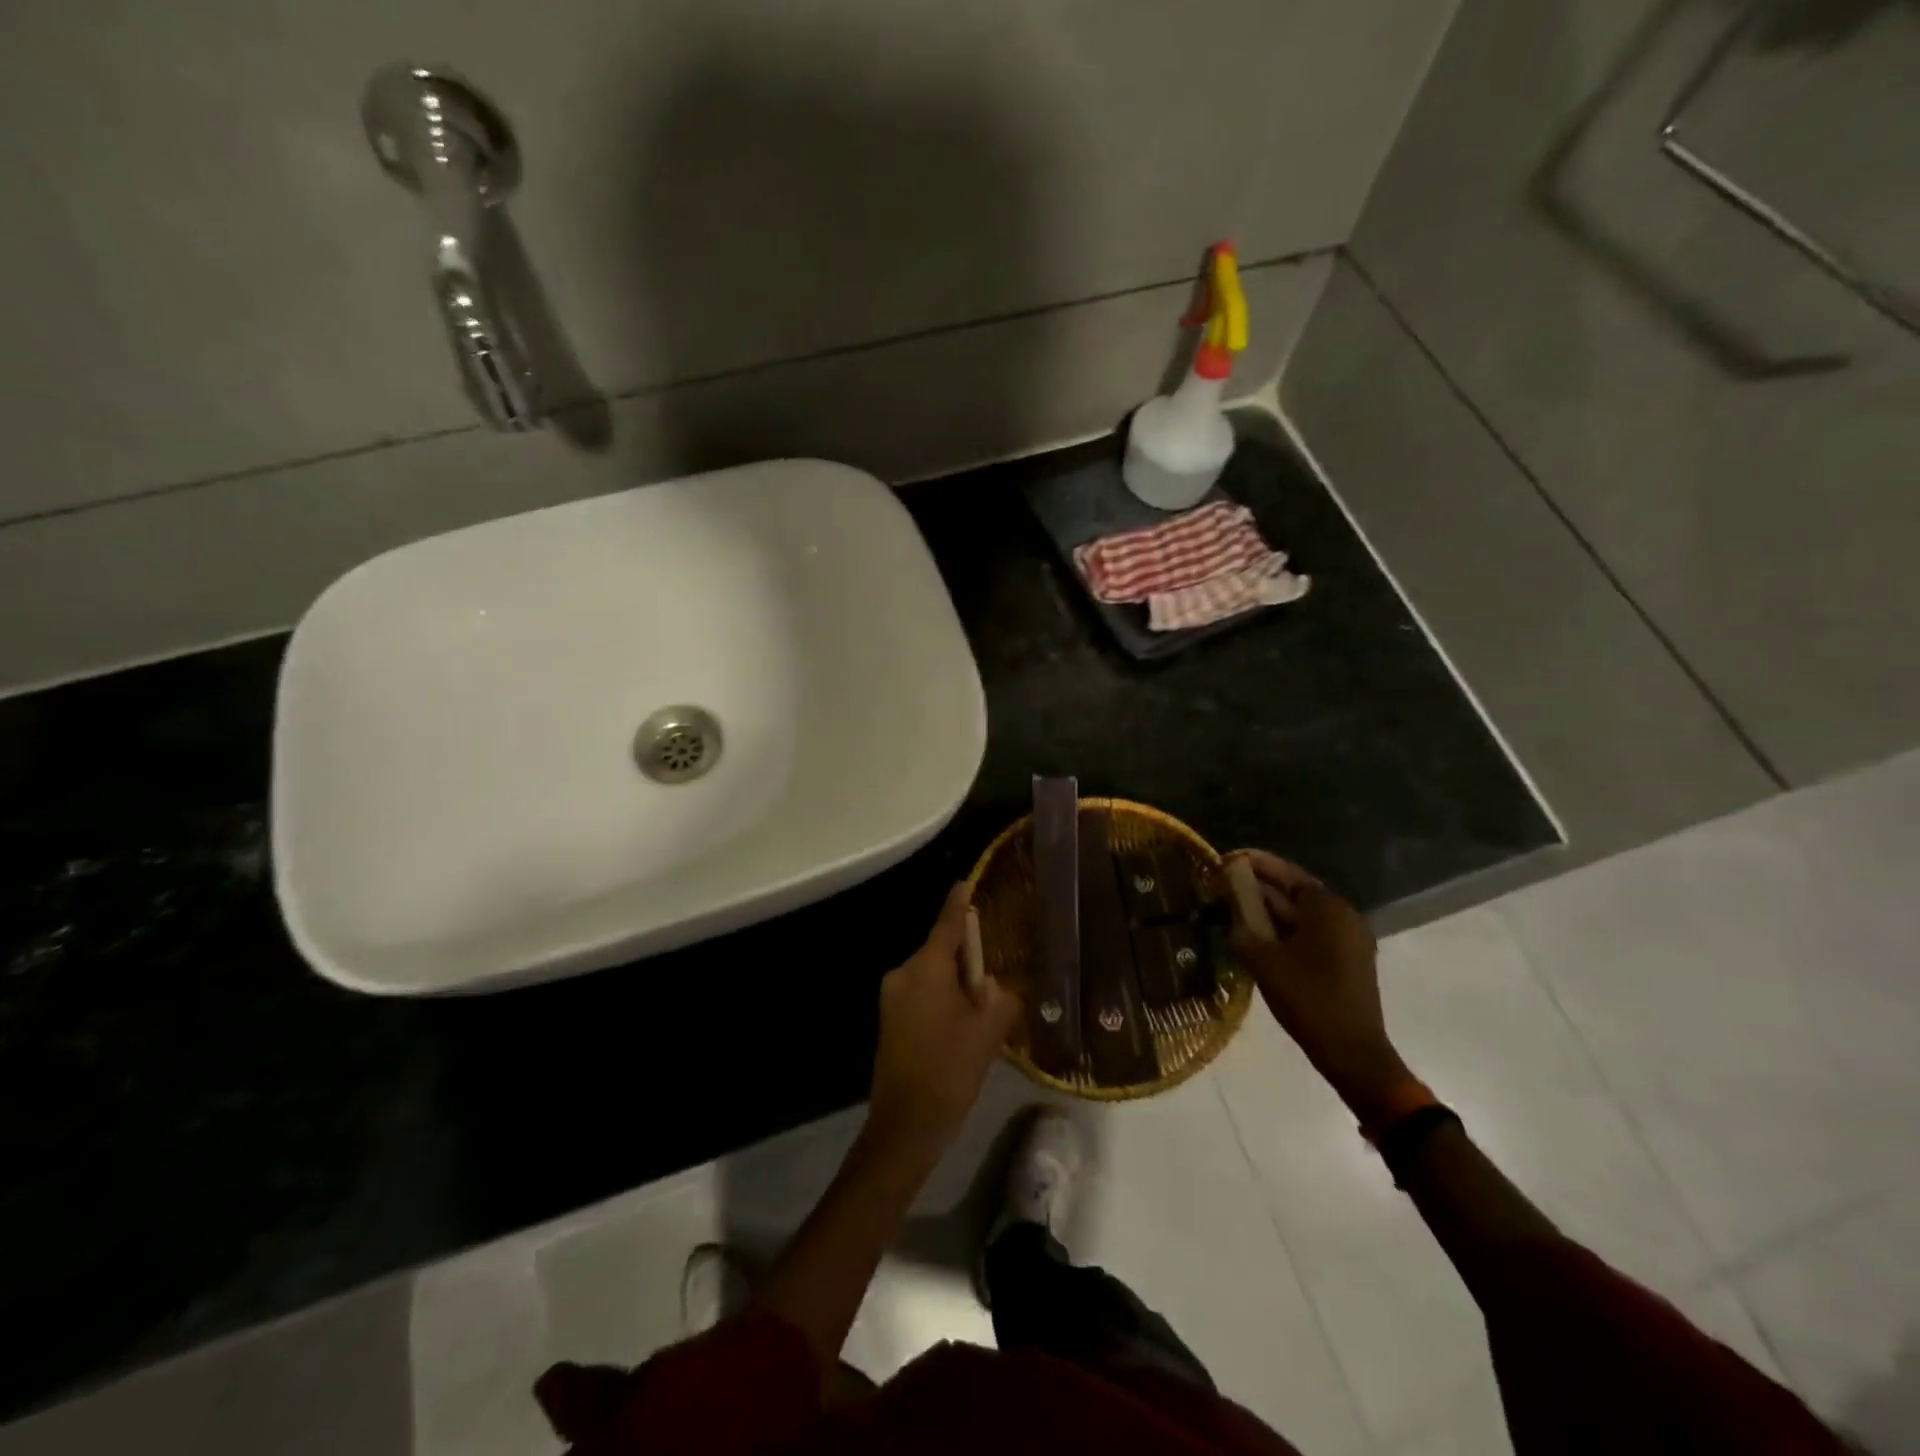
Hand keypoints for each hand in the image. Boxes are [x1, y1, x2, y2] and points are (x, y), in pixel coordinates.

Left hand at [866, 884, 1021, 1160]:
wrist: (905, 1127)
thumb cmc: (949, 1071)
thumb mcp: (988, 1032)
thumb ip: (1002, 997)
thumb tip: (1003, 985)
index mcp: (925, 968)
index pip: (947, 923)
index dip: (960, 901)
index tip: (969, 880)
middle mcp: (904, 974)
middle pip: (942, 949)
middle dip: (971, 952)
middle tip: (1002, 959)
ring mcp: (893, 998)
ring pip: (934, 974)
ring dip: (960, 980)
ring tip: (990, 996)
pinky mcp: (892, 1020)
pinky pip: (925, 993)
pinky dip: (947, 996)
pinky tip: (968, 1018)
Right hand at [1224, 851, 1415, 1125]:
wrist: (1353, 1054)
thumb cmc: (1308, 999)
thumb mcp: (1264, 961)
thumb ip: (1241, 928)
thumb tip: (1227, 911)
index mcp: (1328, 909)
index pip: (1286, 873)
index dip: (1255, 864)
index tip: (1227, 858)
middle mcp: (1343, 916)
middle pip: (1294, 892)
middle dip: (1259, 888)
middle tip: (1223, 885)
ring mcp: (1349, 940)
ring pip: (1301, 915)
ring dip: (1269, 911)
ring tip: (1233, 910)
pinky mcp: (1347, 961)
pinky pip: (1310, 934)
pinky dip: (1284, 930)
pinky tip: (1257, 937)